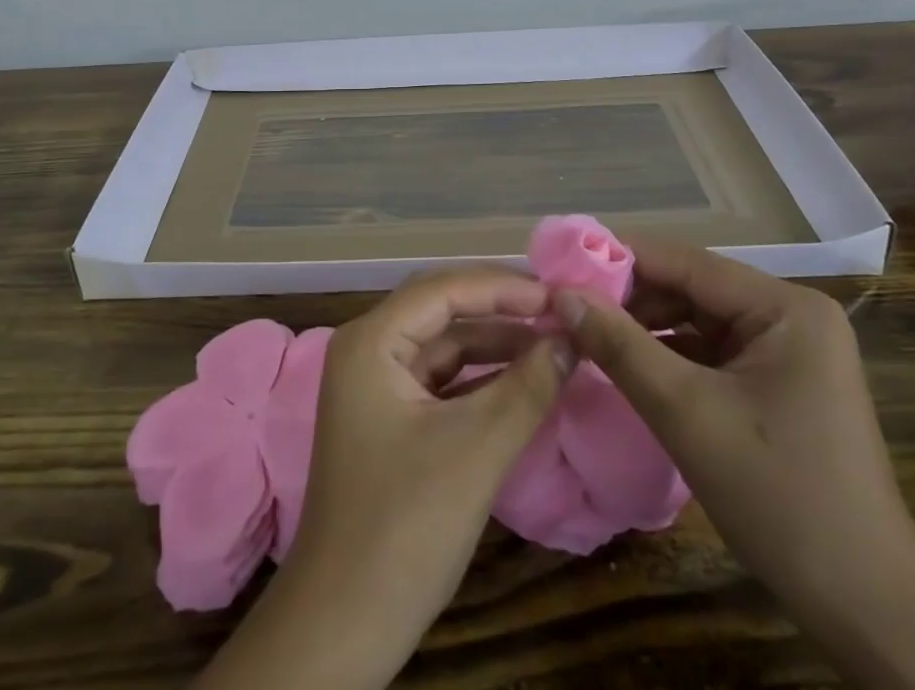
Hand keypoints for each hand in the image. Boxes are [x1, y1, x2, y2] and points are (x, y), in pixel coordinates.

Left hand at [197, 268, 573, 689]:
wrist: (343, 626)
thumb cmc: (404, 527)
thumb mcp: (475, 451)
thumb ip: (527, 388)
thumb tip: (571, 339)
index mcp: (371, 340)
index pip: (444, 289)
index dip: (503, 287)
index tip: (558, 296)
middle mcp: (369, 349)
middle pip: (442, 309)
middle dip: (500, 308)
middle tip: (559, 311)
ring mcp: (377, 385)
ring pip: (444, 344)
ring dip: (495, 343)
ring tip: (553, 342)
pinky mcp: (390, 418)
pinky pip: (442, 379)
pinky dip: (482, 377)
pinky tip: (524, 380)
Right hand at [554, 235, 907, 600]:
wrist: (868, 611)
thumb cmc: (780, 498)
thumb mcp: (686, 413)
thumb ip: (619, 345)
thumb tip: (561, 294)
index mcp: (785, 306)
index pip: (686, 262)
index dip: (619, 260)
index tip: (561, 267)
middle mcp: (791, 315)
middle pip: (692, 288)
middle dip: (629, 299)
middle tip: (567, 309)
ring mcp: (790, 351)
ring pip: (698, 321)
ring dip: (645, 328)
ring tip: (586, 335)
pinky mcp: (781, 384)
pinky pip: (712, 353)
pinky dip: (669, 357)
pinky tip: (627, 367)